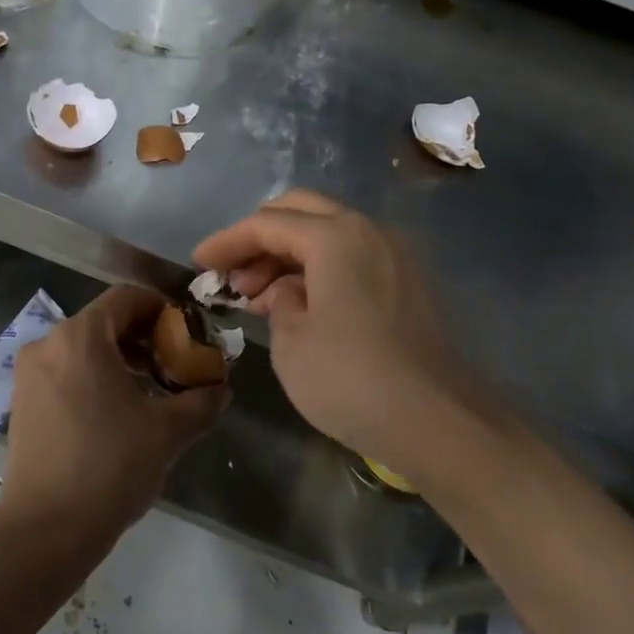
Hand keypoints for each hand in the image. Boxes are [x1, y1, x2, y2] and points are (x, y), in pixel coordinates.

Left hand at [0, 285, 226, 555]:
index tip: (187, 333)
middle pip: (104, 321)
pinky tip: (116, 411)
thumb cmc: (110, 466)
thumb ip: (201, 400)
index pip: (126, 298)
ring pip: (83, 347)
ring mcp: (29, 373)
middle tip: (174, 364)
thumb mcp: (168, 431)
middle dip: (143, 337)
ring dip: (119, 358)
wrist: (45, 529)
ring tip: (150, 390)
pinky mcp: (22, 401)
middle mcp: (48, 343)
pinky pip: (65, 370)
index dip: (162, 308)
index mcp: (81, 336)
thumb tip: (221, 389)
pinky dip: (93, 376)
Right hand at [193, 190, 475, 472]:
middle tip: (232, 275)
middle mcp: (367, 232)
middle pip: (301, 212)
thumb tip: (286, 292)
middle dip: (259, 237)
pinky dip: (317, 270)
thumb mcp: (290, 341)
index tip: (198, 261)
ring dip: (287, 255)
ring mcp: (392, 256)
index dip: (227, 241)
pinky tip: (296, 305)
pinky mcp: (404, 284)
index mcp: (335, 237)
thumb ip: (277, 301)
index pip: (267, 223)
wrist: (435, 421)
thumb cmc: (349, 378)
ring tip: (256, 297)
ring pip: (327, 234)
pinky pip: (350, 258)